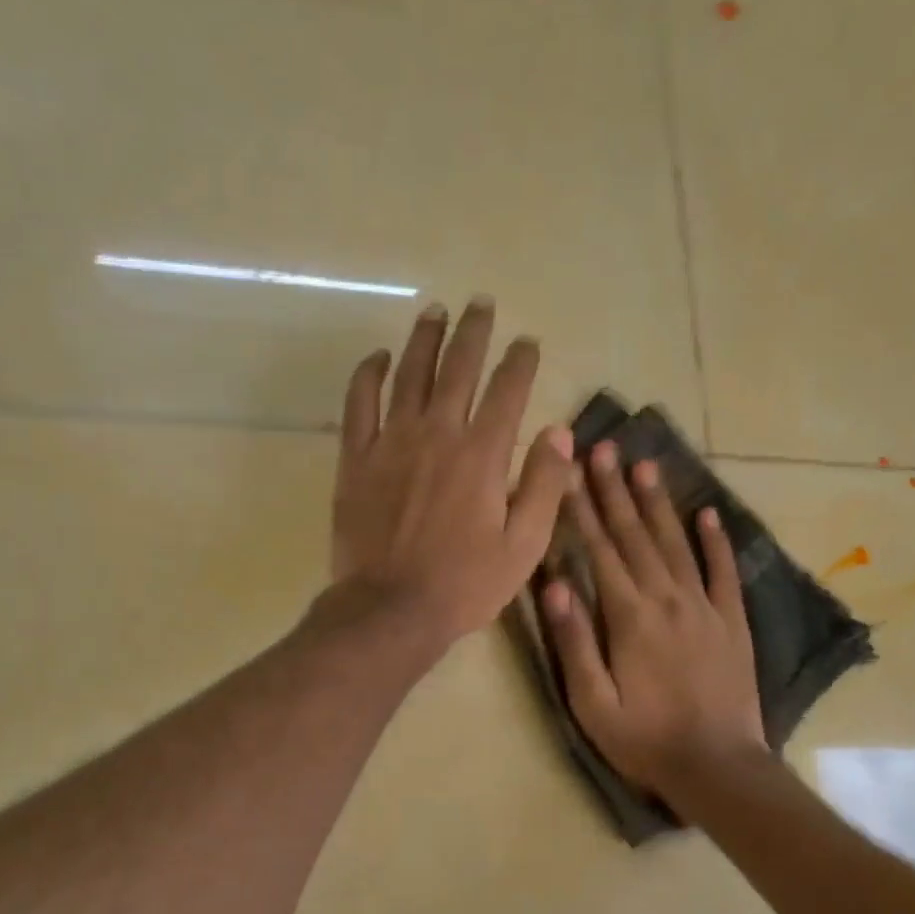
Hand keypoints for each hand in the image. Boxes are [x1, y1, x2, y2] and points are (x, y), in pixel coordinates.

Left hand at [332, 296, 573, 653]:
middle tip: (481, 304)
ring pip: (409, 374)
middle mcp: (438, 434)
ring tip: (435, 311)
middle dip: (474, 331)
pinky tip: (380, 358)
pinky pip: (359, 403)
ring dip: (425, 338)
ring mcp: (391, 442)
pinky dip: (370, 375)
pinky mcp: (355, 459)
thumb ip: (544, 486)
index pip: (508, 390)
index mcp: (483, 454)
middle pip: (458, 367)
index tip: (527, 343)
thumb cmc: (464, 584)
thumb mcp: (523, 546)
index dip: (521, 361)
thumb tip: (559, 432)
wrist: (391, 609)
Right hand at [542, 441, 766, 799]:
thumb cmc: (645, 740)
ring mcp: (704, 607)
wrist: (719, 768)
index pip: (599, 550)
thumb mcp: (592, 703)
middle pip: (635, 536)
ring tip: (645, 464)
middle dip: (615, 490)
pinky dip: (715, 541)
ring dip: (658, 503)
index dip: (581, 509)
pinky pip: (723, 572)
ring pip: (676, 543)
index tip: (568, 470)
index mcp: (629, 616)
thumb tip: (553, 583)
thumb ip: (573, 641)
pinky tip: (707, 513)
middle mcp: (667, 599)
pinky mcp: (732, 622)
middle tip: (603, 448)